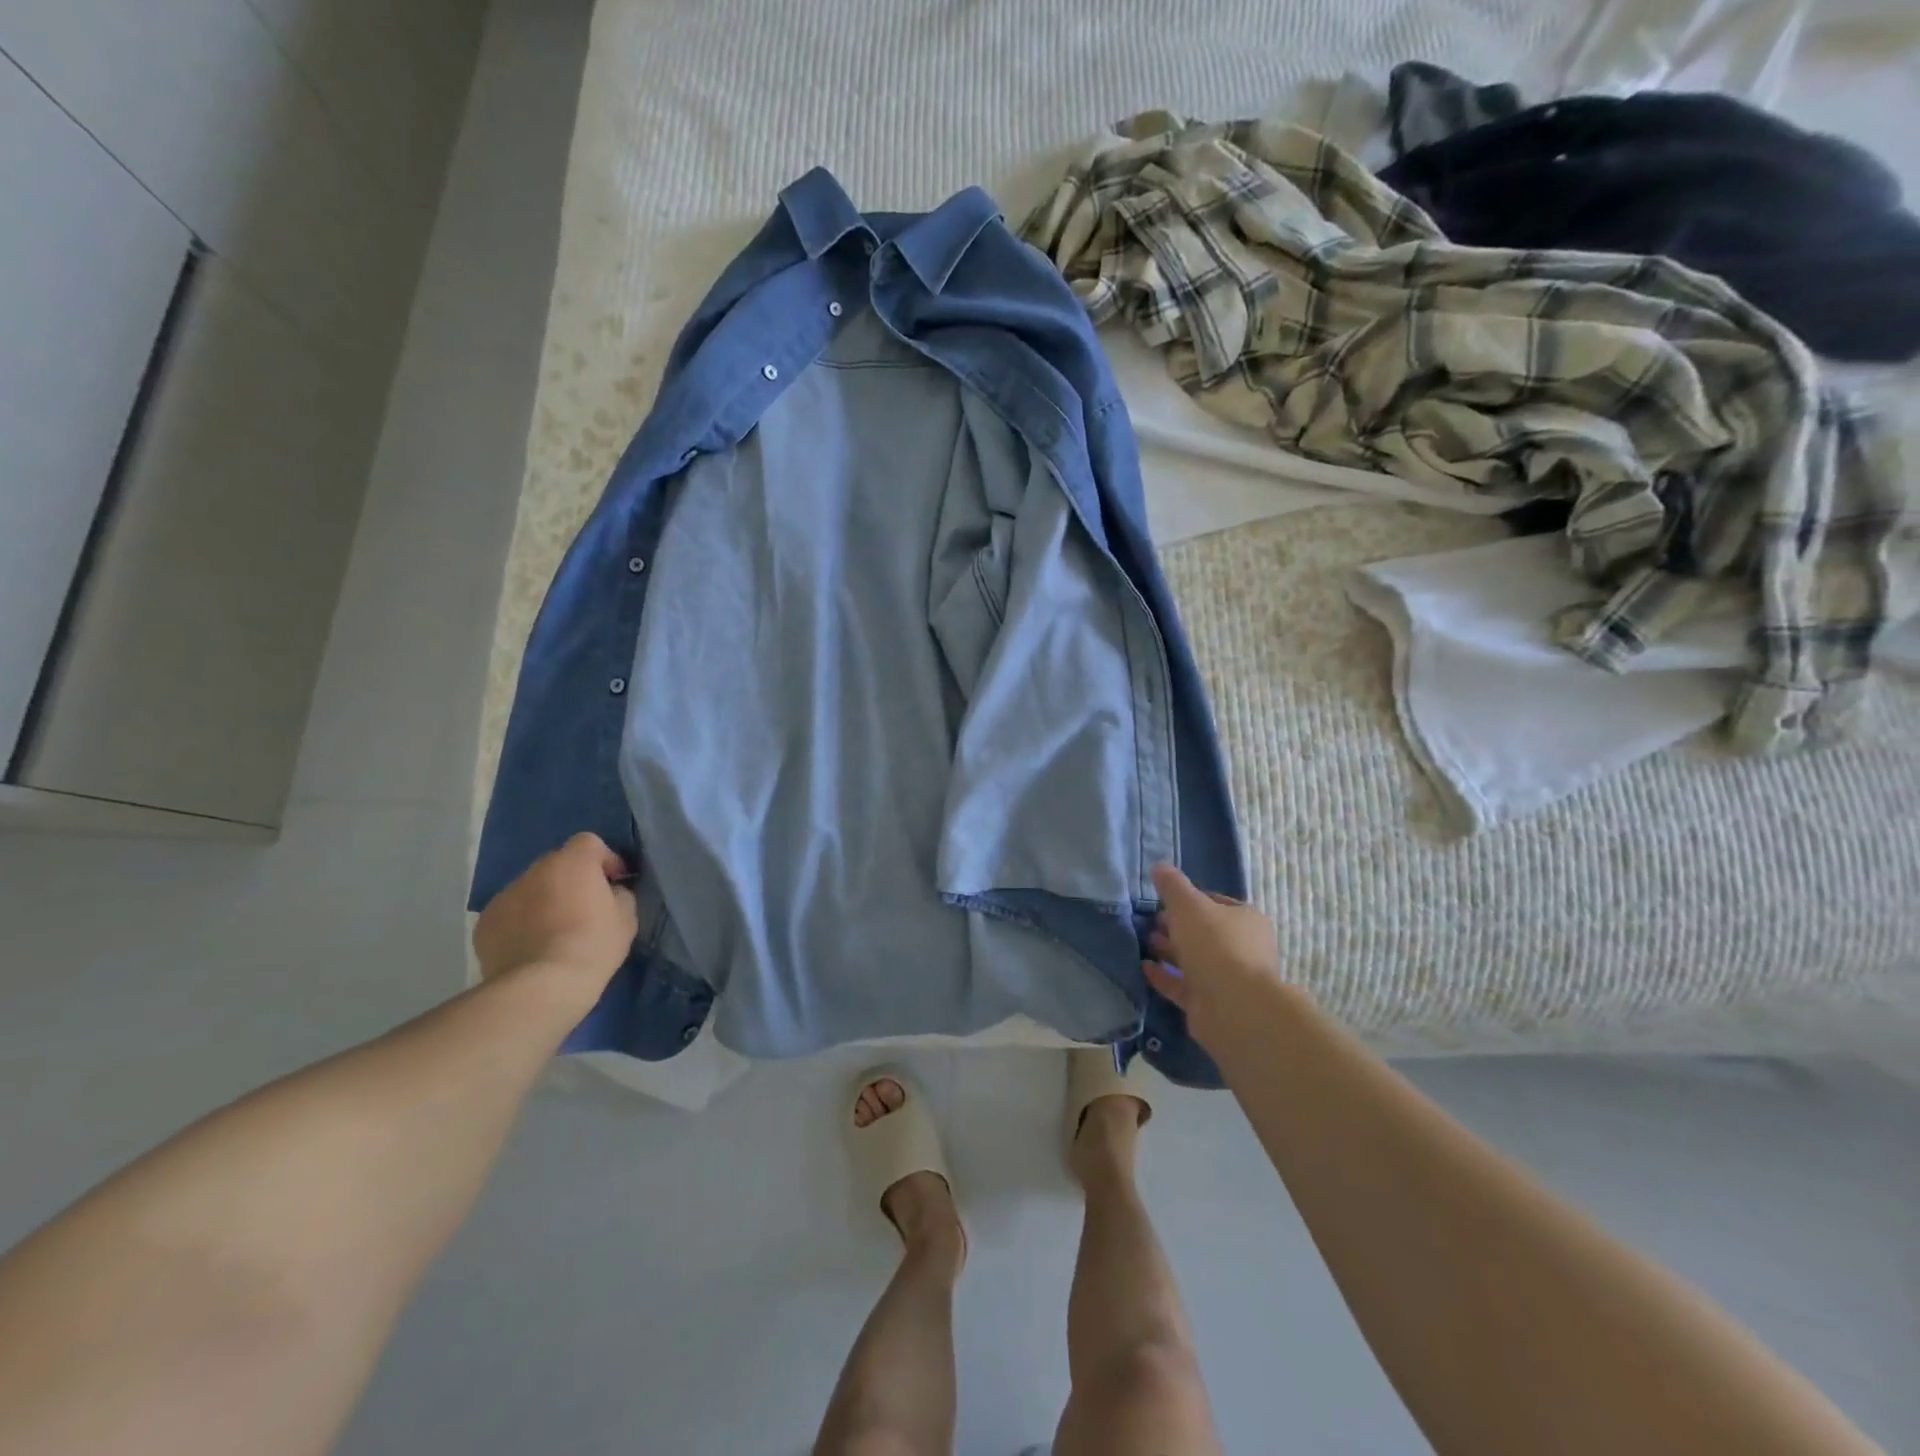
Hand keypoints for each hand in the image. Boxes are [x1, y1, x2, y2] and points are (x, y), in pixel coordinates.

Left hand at [473, 833, 637, 995]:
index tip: (614, 884)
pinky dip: (521, 922)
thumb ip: (619, 894)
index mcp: (572, 862)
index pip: (589, 842)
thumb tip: (609, 892)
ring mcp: (505, 895)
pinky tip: (530, 947)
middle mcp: (535, 870)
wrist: (541, 987)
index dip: (604, 860)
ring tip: (554, 931)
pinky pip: (510, 913)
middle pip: (558, 863)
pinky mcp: (485, 923)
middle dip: (571, 879)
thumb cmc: (592, 946)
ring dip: (544, 900)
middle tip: (583, 908)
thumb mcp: (626, 917)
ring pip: (531, 888)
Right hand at [1142, 863, 1288, 1049]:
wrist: (1234, 1007)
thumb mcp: (1188, 905)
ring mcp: (1229, 979)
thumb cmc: (1215, 945)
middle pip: (1204, 932)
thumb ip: (1172, 885)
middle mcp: (1243, 948)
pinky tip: (1144, 968)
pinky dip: (1165, 976)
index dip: (1189, 899)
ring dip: (1169, 950)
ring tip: (1144, 942)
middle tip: (1150, 923)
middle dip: (1176, 926)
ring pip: (1194, 959)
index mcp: (1246, 920)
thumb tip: (1159, 867)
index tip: (1163, 901)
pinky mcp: (1212, 1003)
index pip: (1215, 903)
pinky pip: (1184, 985)